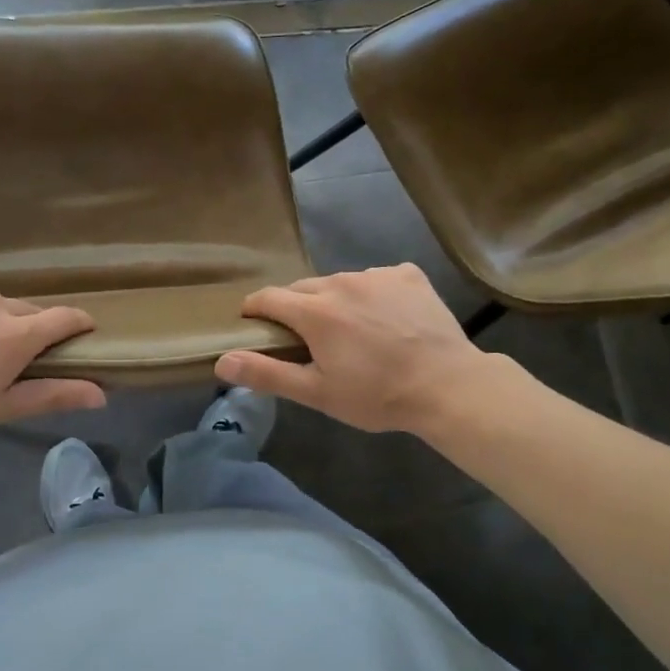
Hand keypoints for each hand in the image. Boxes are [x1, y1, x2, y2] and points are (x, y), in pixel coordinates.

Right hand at [215, 264, 501, 434]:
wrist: (447, 386)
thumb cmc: (376, 395)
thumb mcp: (317, 392)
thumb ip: (267, 374)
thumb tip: (221, 361)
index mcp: (314, 311)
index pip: (267, 298)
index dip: (254, 311)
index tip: (255, 326)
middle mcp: (341, 282)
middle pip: (303, 288)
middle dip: (297, 309)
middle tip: (308, 340)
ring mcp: (377, 275)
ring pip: (340, 283)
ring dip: (336, 301)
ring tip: (353, 332)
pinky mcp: (408, 275)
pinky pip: (377, 279)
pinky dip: (373, 295)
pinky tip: (388, 320)